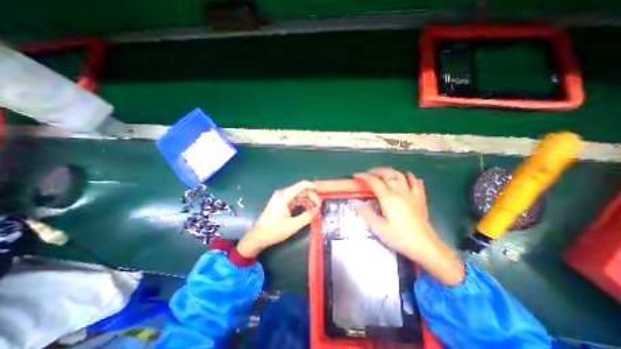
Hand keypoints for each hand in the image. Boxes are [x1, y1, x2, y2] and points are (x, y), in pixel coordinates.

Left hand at [236, 182, 317, 257]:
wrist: (257, 237)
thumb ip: (307, 216)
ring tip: (315, 211)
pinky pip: (295, 200)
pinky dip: (302, 204)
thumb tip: (318, 210)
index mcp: (285, 195)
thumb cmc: (273, 231)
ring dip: (308, 201)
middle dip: (312, 197)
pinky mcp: (282, 203)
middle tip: (319, 208)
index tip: (322, 194)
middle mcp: (283, 194)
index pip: (302, 185)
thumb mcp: (293, 225)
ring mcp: (282, 198)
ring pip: (299, 195)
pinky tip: (308, 211)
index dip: (313, 187)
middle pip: (302, 190)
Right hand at [352, 167, 462, 285]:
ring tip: (383, 174)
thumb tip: (354, 200)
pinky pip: (416, 183)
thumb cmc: (399, 237)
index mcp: (388, 198)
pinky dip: (410, 177)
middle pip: (387, 174)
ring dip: (390, 171)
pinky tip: (407, 176)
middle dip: (376, 171)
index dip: (364, 176)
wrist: (425, 246)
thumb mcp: (378, 227)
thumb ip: (365, 212)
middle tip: (368, 174)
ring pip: (400, 175)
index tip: (356, 175)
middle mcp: (400, 192)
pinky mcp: (420, 199)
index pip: (374, 181)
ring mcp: (411, 194)